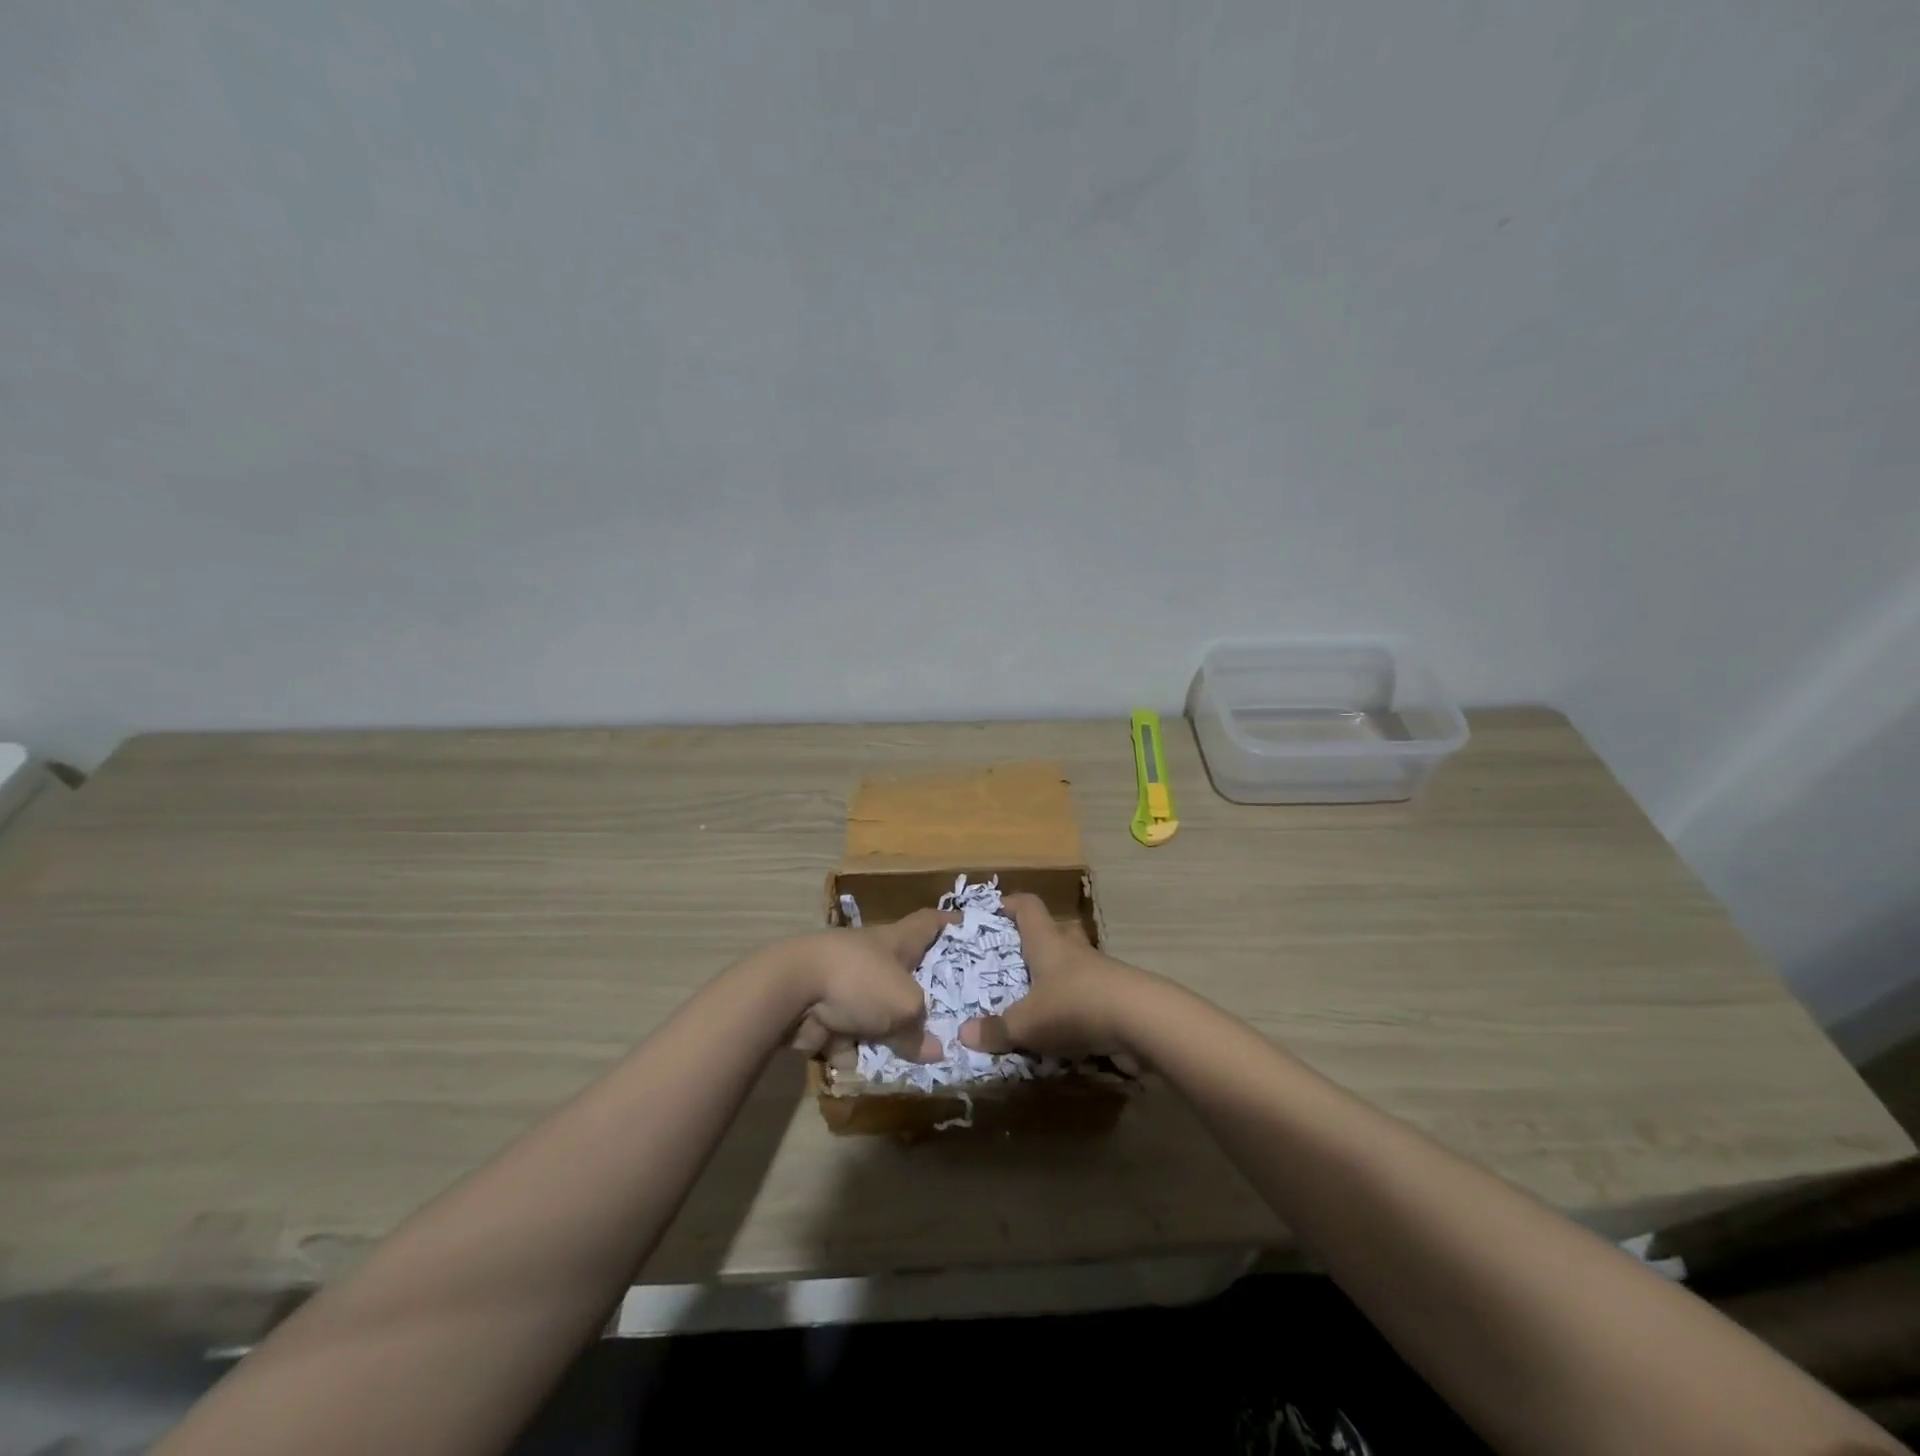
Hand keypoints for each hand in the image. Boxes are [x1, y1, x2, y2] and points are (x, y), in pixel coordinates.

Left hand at [784, 908, 956, 1063]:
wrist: (792, 990)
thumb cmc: (860, 981)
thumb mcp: (904, 1006)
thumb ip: (920, 1030)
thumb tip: (934, 1050)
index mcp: (897, 941)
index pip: (929, 922)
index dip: (950, 924)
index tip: (970, 928)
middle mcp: (874, 957)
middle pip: (905, 972)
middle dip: (922, 994)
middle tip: (951, 1015)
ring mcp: (846, 984)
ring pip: (877, 1011)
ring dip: (888, 1033)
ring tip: (913, 1058)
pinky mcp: (824, 1012)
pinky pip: (849, 1036)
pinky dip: (853, 1050)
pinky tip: (862, 1068)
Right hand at [958, 893, 1149, 1067]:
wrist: (1142, 1021)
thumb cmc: (1075, 1005)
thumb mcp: (1028, 1023)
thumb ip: (997, 1030)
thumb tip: (963, 1034)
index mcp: (1047, 942)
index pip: (1028, 906)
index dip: (1010, 904)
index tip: (994, 910)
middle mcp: (1072, 949)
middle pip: (1053, 932)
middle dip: (1034, 942)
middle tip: (1013, 960)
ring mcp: (1099, 971)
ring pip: (1072, 965)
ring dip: (1055, 978)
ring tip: (1033, 999)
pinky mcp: (1116, 996)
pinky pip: (1088, 995)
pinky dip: (1074, 1007)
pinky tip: (1062, 1029)